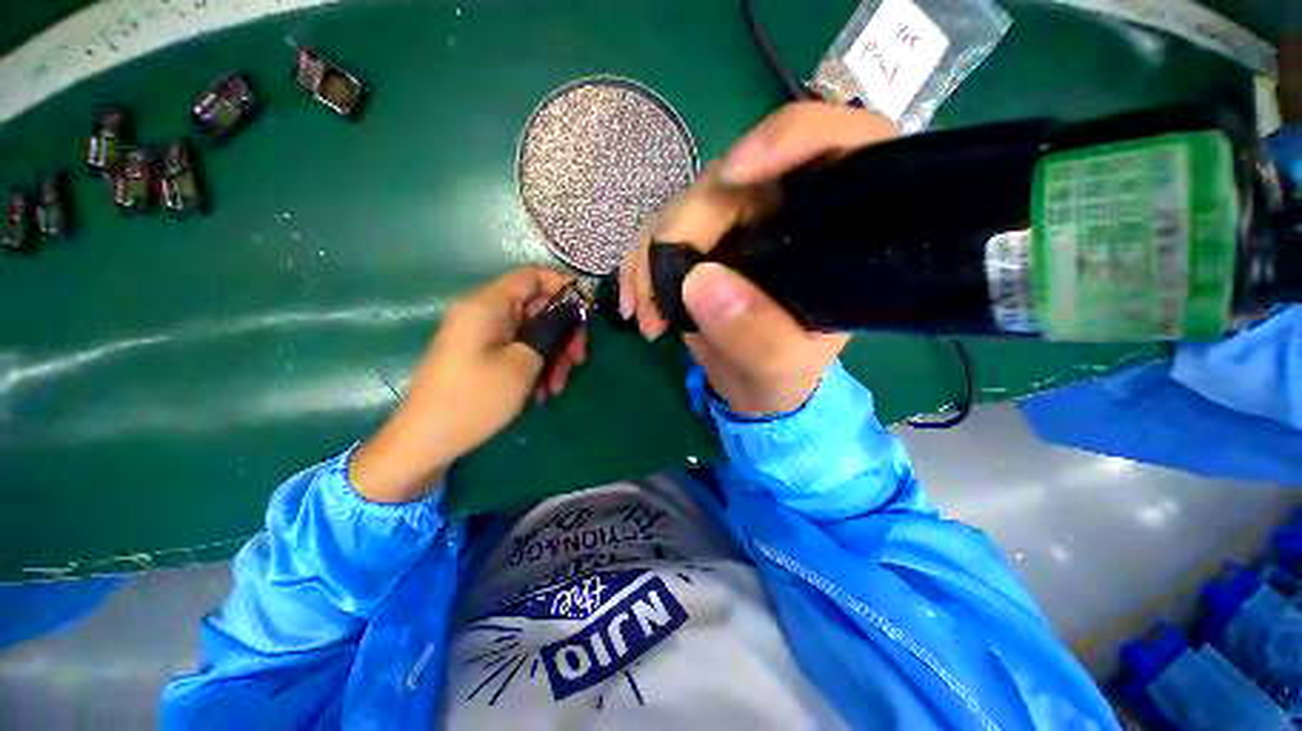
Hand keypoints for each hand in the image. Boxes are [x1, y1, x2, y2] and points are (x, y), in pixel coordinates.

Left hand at [350, 267, 586, 502]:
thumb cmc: (473, 399)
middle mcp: (486, 314)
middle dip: (564, 333)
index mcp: (488, 305)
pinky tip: (542, 393)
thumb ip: (551, 332)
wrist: (426, 442)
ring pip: (534, 333)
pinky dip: (537, 367)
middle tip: (578, 360)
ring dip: (553, 356)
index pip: (532, 276)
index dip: (564, 286)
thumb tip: (571, 316)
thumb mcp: (522, 364)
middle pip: (538, 307)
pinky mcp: (485, 357)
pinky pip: (521, 350)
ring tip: (557, 387)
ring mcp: (485, 337)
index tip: (587, 312)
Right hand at [619, 102, 895, 414]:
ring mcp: (737, 222)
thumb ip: (755, 334)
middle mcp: (786, 210)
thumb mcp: (782, 367)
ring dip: (650, 259)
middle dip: (681, 233)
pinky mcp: (700, 239)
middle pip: (730, 180)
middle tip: (658, 300)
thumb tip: (697, 281)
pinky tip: (635, 305)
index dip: (787, 140)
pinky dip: (638, 266)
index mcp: (834, 226)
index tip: (735, 173)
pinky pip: (657, 233)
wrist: (750, 384)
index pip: (835, 144)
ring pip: (682, 206)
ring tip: (648, 319)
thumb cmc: (783, 376)